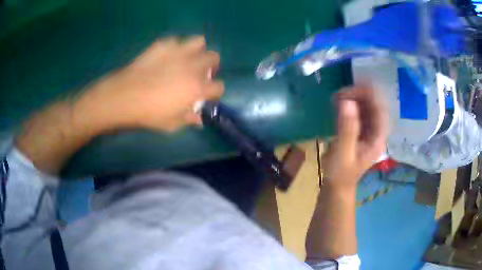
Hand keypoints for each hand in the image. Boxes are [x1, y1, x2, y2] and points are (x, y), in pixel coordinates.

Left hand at [81, 36, 223, 131]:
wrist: (124, 97)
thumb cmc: (149, 114)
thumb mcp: (172, 124)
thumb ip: (189, 119)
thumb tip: (199, 119)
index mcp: (198, 88)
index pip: (219, 87)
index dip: (214, 92)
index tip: (206, 96)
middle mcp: (193, 66)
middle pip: (214, 58)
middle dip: (210, 66)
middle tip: (198, 74)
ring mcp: (179, 52)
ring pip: (199, 42)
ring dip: (197, 50)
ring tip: (186, 59)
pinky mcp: (163, 45)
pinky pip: (176, 41)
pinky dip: (174, 48)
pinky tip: (165, 57)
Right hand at [321, 85, 388, 189]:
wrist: (337, 185)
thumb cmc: (341, 173)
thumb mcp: (343, 152)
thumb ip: (347, 128)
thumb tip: (346, 102)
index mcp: (378, 139)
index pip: (381, 110)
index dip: (371, 95)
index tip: (354, 85)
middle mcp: (376, 132)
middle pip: (374, 106)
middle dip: (360, 95)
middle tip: (341, 93)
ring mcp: (369, 130)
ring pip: (366, 107)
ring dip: (354, 98)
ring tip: (337, 96)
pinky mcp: (360, 130)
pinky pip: (358, 112)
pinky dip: (349, 105)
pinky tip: (338, 103)